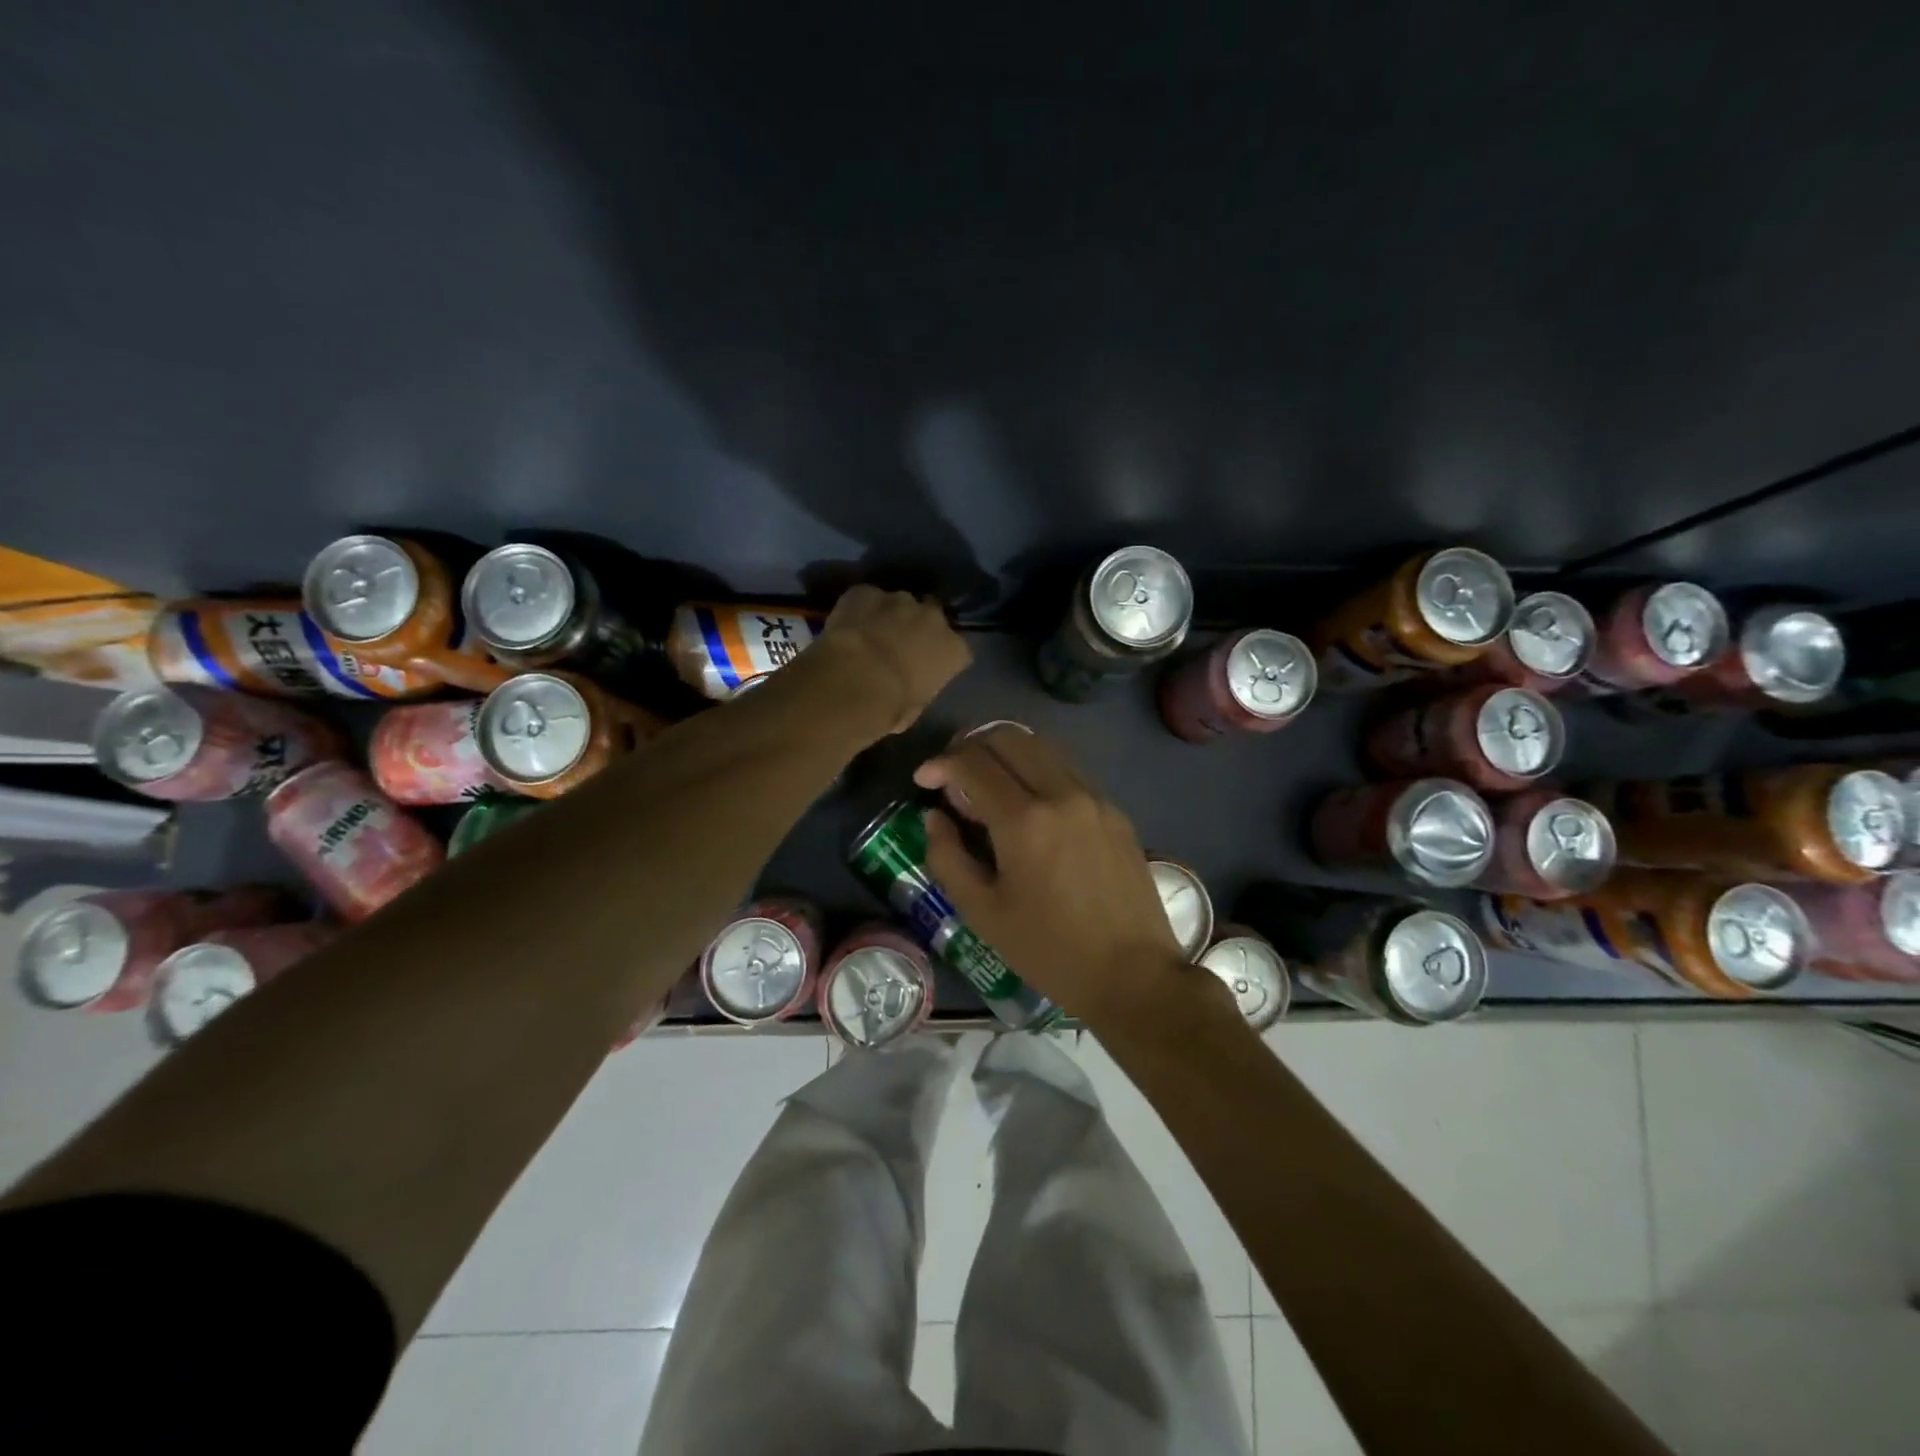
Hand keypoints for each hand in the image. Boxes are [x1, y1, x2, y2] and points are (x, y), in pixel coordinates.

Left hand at [810, 586, 971, 739]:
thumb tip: (909, 689)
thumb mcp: (915, 708)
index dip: (941, 656)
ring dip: (890, 616)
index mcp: (954, 650)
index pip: (957, 649)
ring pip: (899, 604)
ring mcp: (900, 600)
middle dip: (919, 627)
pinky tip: (848, 626)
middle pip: (932, 616)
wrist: (853, 683)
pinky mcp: (867, 592)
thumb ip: (919, 688)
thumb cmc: (891, 706)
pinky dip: (860, 609)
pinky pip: (867, 598)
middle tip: (899, 645)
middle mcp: (934, 618)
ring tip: (870, 635)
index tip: (926, 667)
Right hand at [913, 728, 1194, 1026]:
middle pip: (1009, 738)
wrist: (1134, 975)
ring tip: (988, 787)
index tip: (923, 781)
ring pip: (1042, 748)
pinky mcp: (1116, 811)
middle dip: (971, 747)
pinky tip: (1030, 806)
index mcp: (1025, 820)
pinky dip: (1038, 772)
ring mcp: (1095, 798)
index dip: (940, 764)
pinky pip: (1068, 771)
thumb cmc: (1049, 950)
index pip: (973, 763)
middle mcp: (1062, 793)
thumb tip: (933, 817)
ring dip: (1007, 755)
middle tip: (953, 778)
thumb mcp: (983, 913)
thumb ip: (947, 857)